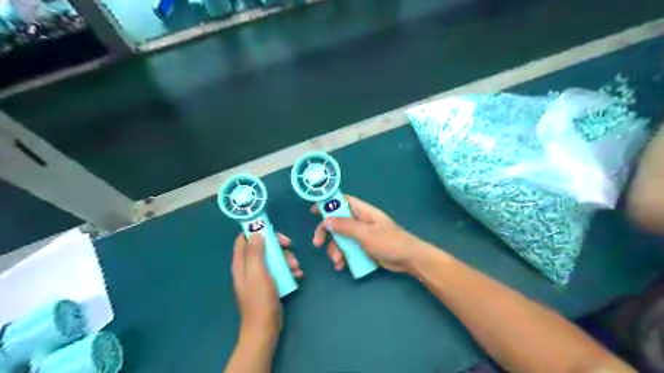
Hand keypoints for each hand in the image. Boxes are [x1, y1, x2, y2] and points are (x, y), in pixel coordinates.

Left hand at [230, 234, 300, 338]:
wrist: (265, 328)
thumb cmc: (260, 300)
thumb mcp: (258, 273)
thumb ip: (255, 253)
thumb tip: (255, 233)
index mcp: (241, 263)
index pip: (244, 239)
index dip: (257, 231)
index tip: (273, 232)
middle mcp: (249, 266)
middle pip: (263, 246)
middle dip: (278, 245)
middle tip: (290, 246)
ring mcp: (259, 275)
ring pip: (273, 257)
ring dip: (286, 258)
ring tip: (296, 267)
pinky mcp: (269, 283)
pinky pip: (279, 269)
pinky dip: (288, 270)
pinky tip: (298, 275)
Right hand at [311, 195, 430, 274]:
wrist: (408, 259)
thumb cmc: (388, 242)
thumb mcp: (365, 233)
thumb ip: (345, 226)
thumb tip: (326, 220)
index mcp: (362, 211)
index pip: (342, 201)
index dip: (328, 203)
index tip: (314, 210)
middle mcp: (361, 220)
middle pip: (338, 222)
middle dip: (327, 233)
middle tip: (318, 244)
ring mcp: (362, 234)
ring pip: (341, 238)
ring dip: (335, 249)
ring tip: (337, 261)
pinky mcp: (364, 247)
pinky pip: (348, 248)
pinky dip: (343, 256)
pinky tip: (342, 266)